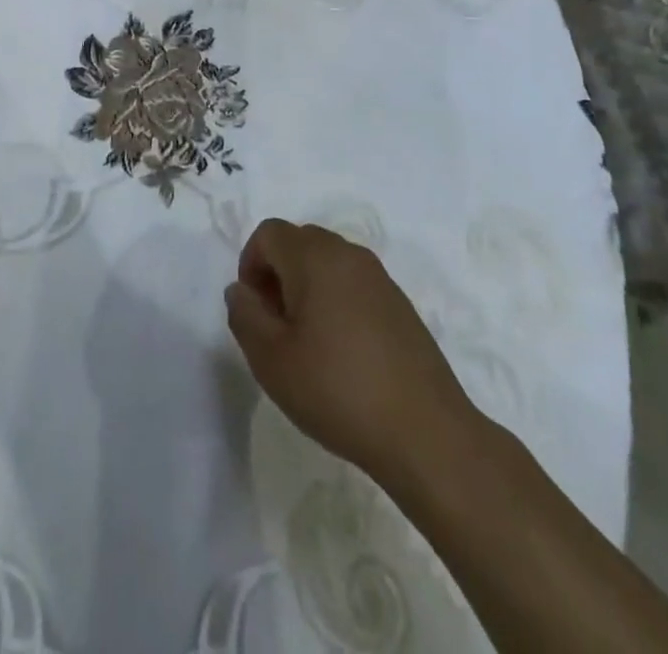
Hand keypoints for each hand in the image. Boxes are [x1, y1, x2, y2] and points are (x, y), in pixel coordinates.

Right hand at [226, 220, 482, 488]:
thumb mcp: (270, 359)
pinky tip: (342, 353)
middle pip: (299, 242)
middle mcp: (348, 254)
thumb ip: (244, 315)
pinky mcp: (400, 304)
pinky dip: (336, 301)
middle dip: (277, 274)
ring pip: (327, 262)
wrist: (426, 433)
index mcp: (315, 257)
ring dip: (307, 287)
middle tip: (276, 326)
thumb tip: (241, 290)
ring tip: (307, 342)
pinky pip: (354, 283)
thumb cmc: (338, 390)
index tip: (254, 311)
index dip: (250, 265)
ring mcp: (379, 277)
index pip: (268, 233)